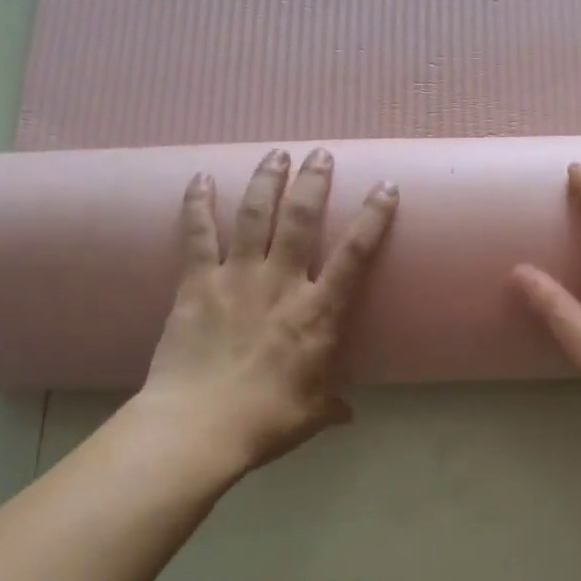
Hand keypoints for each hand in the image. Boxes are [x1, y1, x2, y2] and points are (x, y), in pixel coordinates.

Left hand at [132, 147, 397, 472]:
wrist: (198, 427)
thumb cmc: (266, 421)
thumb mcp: (311, 414)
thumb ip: (332, 405)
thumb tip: (348, 414)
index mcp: (318, 314)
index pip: (354, 255)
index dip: (373, 217)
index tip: (384, 187)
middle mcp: (281, 284)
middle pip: (301, 219)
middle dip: (313, 182)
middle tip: (320, 154)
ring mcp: (236, 279)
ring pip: (255, 216)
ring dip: (267, 181)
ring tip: (276, 153)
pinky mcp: (196, 284)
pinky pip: (197, 235)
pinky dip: (198, 204)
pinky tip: (200, 177)